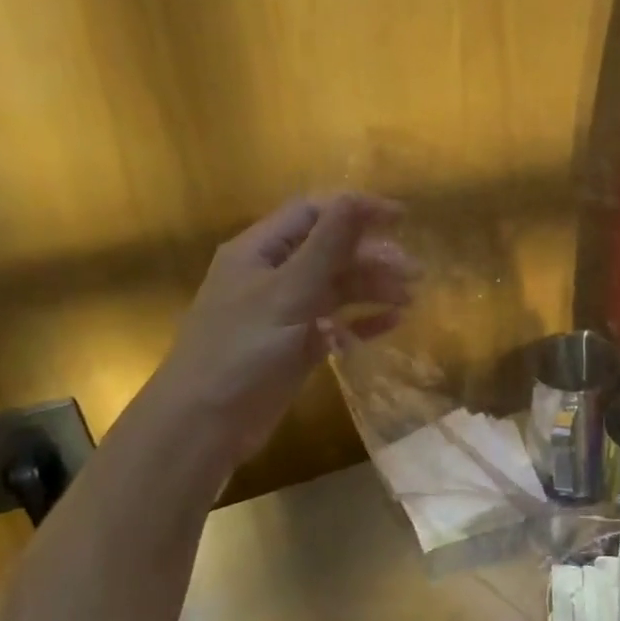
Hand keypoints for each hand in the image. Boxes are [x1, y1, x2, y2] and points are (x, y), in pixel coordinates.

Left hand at [157, 194, 414, 459]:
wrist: (205, 423)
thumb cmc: (242, 350)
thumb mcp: (289, 291)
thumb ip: (327, 245)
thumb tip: (358, 197)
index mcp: (259, 251)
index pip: (313, 214)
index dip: (356, 210)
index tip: (402, 219)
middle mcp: (272, 276)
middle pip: (329, 252)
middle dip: (372, 256)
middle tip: (414, 272)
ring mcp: (284, 313)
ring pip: (336, 288)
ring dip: (372, 288)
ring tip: (410, 299)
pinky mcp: (295, 346)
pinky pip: (336, 323)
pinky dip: (362, 321)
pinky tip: (392, 323)